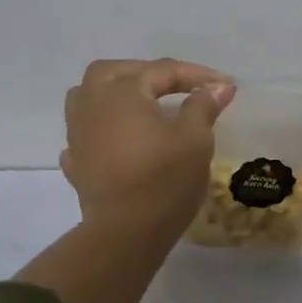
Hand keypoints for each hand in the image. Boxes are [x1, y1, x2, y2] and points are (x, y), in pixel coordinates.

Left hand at [61, 58, 232, 242]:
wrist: (125, 232)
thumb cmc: (164, 179)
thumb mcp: (195, 139)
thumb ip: (203, 106)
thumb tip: (218, 86)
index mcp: (122, 91)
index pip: (163, 70)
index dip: (197, 75)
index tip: (226, 85)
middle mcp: (93, 103)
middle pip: (113, 72)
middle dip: (144, 72)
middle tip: (173, 86)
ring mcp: (78, 134)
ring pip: (87, 97)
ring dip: (111, 94)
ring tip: (137, 106)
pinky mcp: (76, 163)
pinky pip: (84, 134)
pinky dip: (100, 131)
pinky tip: (114, 141)